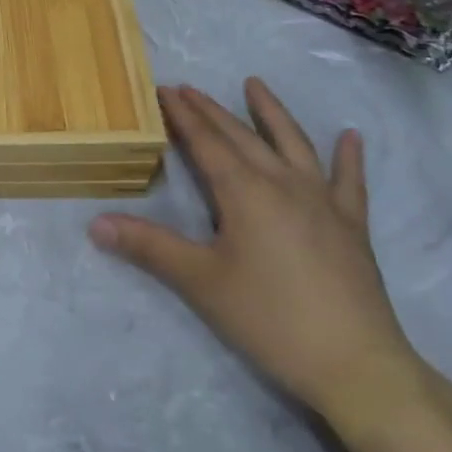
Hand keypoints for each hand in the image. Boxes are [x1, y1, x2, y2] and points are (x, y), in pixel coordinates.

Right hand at [90, 80, 424, 431]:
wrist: (356, 366)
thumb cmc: (270, 319)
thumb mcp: (200, 282)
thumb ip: (148, 247)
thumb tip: (95, 223)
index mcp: (244, 192)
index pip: (205, 142)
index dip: (183, 115)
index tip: (164, 90)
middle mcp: (283, 183)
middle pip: (241, 136)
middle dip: (211, 110)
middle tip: (188, 88)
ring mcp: (323, 202)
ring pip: (292, 144)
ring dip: (272, 113)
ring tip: (256, 84)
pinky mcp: (352, 226)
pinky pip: (350, 182)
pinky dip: (349, 157)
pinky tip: (351, 136)